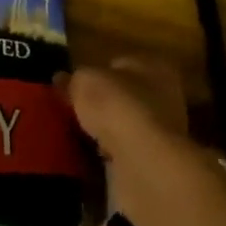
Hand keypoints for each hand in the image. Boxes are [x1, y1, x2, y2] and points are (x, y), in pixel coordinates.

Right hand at [60, 57, 189, 218]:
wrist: (141, 161)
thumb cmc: (117, 105)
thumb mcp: (85, 81)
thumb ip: (73, 79)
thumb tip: (61, 79)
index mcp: (153, 65)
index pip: (119, 63)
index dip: (94, 73)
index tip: (72, 86)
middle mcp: (165, 95)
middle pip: (123, 95)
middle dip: (99, 104)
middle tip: (70, 111)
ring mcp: (162, 130)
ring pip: (124, 125)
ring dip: (105, 131)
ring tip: (75, 136)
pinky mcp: (155, 161)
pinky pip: (124, 152)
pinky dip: (109, 154)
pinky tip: (89, 158)